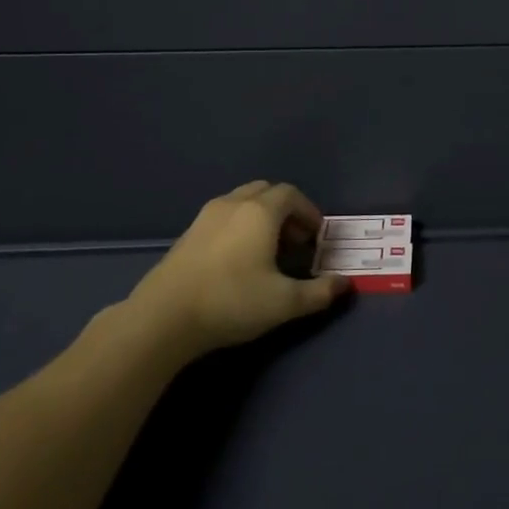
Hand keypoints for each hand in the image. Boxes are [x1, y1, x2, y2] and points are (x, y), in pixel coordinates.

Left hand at [129, 180, 348, 353]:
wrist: (163, 317)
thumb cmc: (232, 301)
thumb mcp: (284, 303)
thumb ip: (320, 292)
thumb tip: (345, 283)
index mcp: (260, 212)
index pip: (291, 194)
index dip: (309, 211)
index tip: (316, 237)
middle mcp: (234, 204)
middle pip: (266, 191)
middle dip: (286, 210)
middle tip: (294, 240)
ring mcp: (206, 216)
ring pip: (242, 201)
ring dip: (261, 216)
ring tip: (267, 249)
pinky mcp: (187, 234)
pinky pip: (223, 216)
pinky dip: (239, 225)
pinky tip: (238, 259)